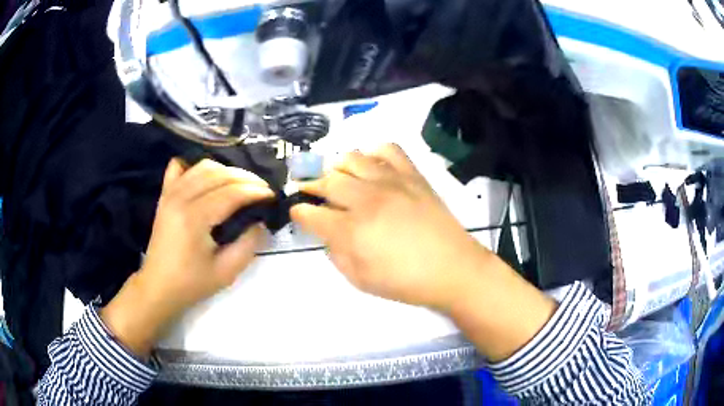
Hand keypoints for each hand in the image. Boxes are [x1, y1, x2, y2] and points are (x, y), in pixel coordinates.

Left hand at [101, 158, 273, 356]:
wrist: (158, 287)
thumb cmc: (191, 283)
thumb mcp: (226, 272)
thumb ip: (248, 245)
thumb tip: (260, 222)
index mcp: (194, 218)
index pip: (231, 193)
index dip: (255, 191)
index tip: (272, 196)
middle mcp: (181, 197)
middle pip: (218, 174)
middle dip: (246, 178)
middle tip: (263, 189)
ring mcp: (170, 193)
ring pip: (202, 167)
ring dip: (226, 170)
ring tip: (242, 184)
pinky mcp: (164, 195)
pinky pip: (180, 168)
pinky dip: (197, 167)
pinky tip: (208, 176)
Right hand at [292, 144, 557, 361]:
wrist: (453, 269)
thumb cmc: (405, 281)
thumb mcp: (360, 279)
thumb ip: (335, 253)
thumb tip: (326, 232)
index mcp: (352, 230)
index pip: (311, 213)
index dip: (299, 211)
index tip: (297, 211)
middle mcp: (367, 199)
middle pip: (327, 180)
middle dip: (312, 186)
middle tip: (312, 194)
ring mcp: (392, 182)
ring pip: (352, 158)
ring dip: (338, 168)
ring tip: (339, 179)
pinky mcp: (412, 175)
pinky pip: (388, 149)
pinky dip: (373, 153)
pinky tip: (371, 167)